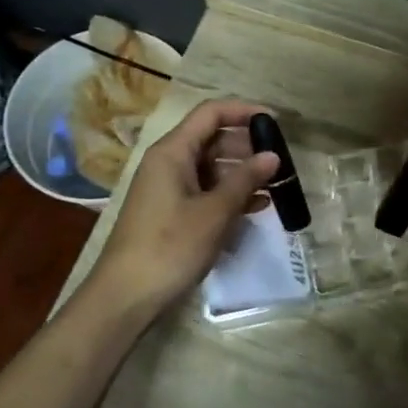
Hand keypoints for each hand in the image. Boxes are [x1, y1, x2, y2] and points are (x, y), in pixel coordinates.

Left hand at [88, 99, 277, 318]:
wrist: (127, 295)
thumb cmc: (171, 246)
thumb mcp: (214, 212)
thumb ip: (245, 180)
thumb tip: (272, 155)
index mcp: (172, 151)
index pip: (211, 113)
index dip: (244, 111)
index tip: (276, 123)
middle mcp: (168, 162)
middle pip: (212, 139)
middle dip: (247, 146)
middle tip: (281, 161)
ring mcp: (168, 188)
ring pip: (211, 167)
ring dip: (242, 173)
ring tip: (276, 186)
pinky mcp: (171, 212)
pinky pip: (205, 191)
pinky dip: (230, 194)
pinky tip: (257, 207)